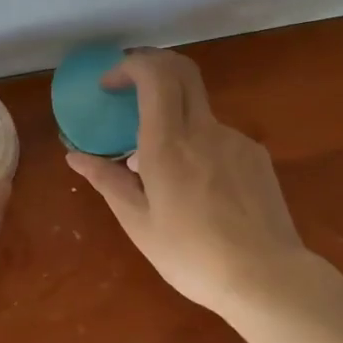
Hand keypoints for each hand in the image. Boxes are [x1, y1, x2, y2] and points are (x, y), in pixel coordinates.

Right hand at [66, 49, 307, 318]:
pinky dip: (198, 147)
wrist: (266, 278)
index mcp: (169, 145)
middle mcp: (204, 131)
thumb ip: (108, 182)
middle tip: (130, 90)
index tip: (110, 85)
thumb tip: (76, 156)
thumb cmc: (192, 256)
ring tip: (161, 172)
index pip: (155, 75)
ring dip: (173, 121)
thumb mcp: (139, 224)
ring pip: (198, 112)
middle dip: (152, 67)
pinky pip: (218, 138)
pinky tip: (198, 190)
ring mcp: (235, 140)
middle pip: (182, 71)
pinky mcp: (255, 156)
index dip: (130, 65)